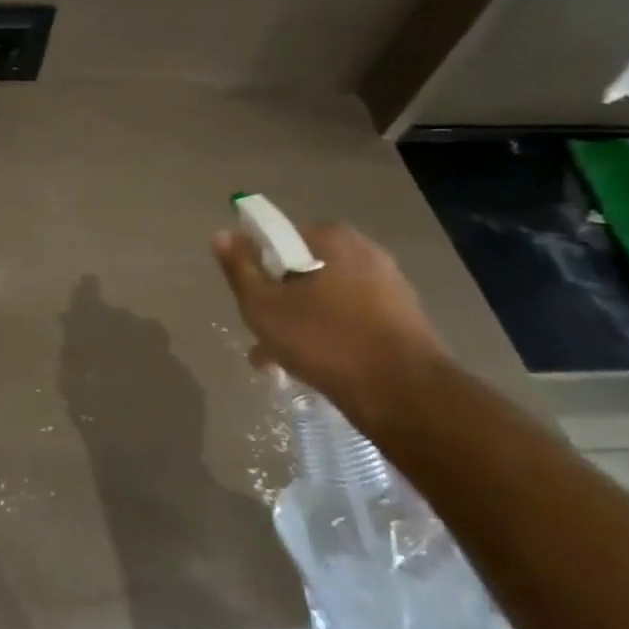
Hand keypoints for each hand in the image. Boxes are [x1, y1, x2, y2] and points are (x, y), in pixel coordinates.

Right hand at [211, 221, 452, 426]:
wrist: (405, 395)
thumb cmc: (324, 340)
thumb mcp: (263, 305)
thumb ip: (240, 268)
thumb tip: (223, 234)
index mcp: (332, 238)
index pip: (280, 238)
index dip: (259, 268)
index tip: (251, 299)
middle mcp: (365, 252)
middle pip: (303, 271)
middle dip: (280, 301)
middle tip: (263, 335)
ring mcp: (390, 287)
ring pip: (327, 299)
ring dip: (302, 323)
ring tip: (283, 361)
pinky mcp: (405, 320)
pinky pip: (352, 320)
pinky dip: (331, 336)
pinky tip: (316, 367)